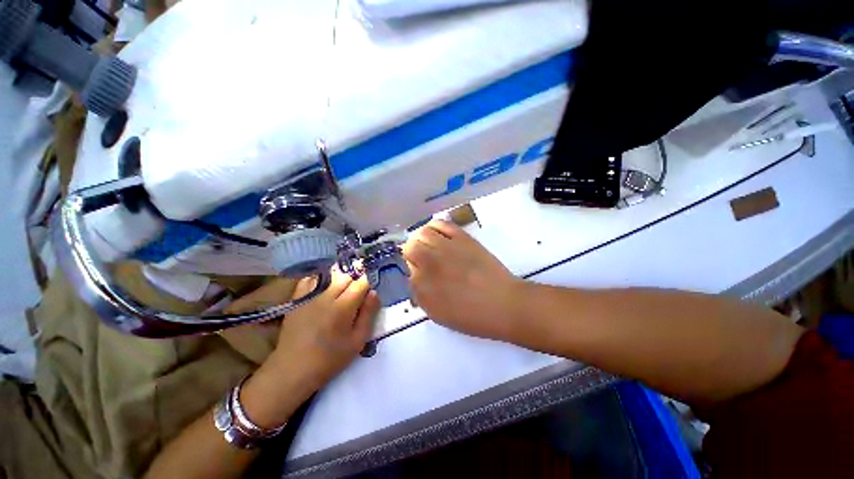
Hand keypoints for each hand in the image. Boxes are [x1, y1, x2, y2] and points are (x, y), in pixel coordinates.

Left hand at [271, 270, 380, 387]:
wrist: (293, 370)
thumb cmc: (330, 358)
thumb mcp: (358, 341)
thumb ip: (368, 314)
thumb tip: (374, 293)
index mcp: (343, 307)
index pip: (361, 283)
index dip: (367, 286)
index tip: (366, 296)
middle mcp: (326, 296)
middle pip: (346, 276)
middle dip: (354, 282)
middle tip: (353, 298)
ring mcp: (309, 296)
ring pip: (329, 275)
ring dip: (338, 280)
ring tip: (339, 294)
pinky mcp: (296, 299)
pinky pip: (309, 279)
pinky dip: (319, 280)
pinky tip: (322, 290)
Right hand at [402, 220, 523, 340]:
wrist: (503, 304)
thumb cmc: (471, 316)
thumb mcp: (438, 315)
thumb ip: (420, 295)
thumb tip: (414, 277)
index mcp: (423, 285)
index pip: (407, 269)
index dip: (413, 270)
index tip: (420, 274)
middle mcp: (430, 262)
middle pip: (409, 247)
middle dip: (411, 253)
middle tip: (421, 259)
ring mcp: (446, 247)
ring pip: (421, 233)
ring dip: (420, 238)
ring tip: (427, 244)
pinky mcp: (462, 237)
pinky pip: (441, 223)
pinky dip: (434, 226)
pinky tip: (436, 234)